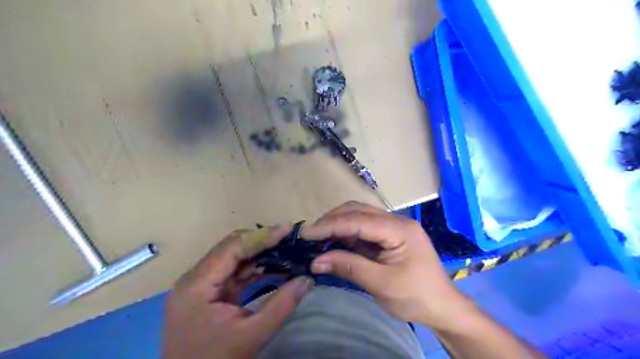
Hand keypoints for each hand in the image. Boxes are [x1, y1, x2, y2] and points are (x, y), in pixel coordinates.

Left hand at [162, 225, 313, 358]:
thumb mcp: (252, 335)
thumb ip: (281, 304)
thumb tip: (308, 279)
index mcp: (196, 285)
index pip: (232, 248)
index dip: (262, 236)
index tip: (288, 228)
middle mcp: (195, 279)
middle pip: (232, 248)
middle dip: (263, 242)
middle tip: (290, 237)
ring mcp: (201, 286)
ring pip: (235, 259)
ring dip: (261, 254)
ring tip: (287, 249)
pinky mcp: (210, 293)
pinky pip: (235, 273)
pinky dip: (255, 269)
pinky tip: (275, 266)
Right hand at [301, 202, 474, 327]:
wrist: (443, 308)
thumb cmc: (417, 297)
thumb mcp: (382, 284)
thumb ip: (349, 267)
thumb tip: (316, 261)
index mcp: (399, 229)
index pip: (358, 220)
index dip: (330, 225)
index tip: (306, 234)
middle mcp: (396, 221)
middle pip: (359, 211)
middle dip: (332, 221)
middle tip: (310, 235)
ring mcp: (393, 228)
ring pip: (360, 217)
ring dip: (338, 225)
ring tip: (318, 238)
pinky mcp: (389, 237)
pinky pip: (364, 230)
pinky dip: (346, 235)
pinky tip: (334, 242)